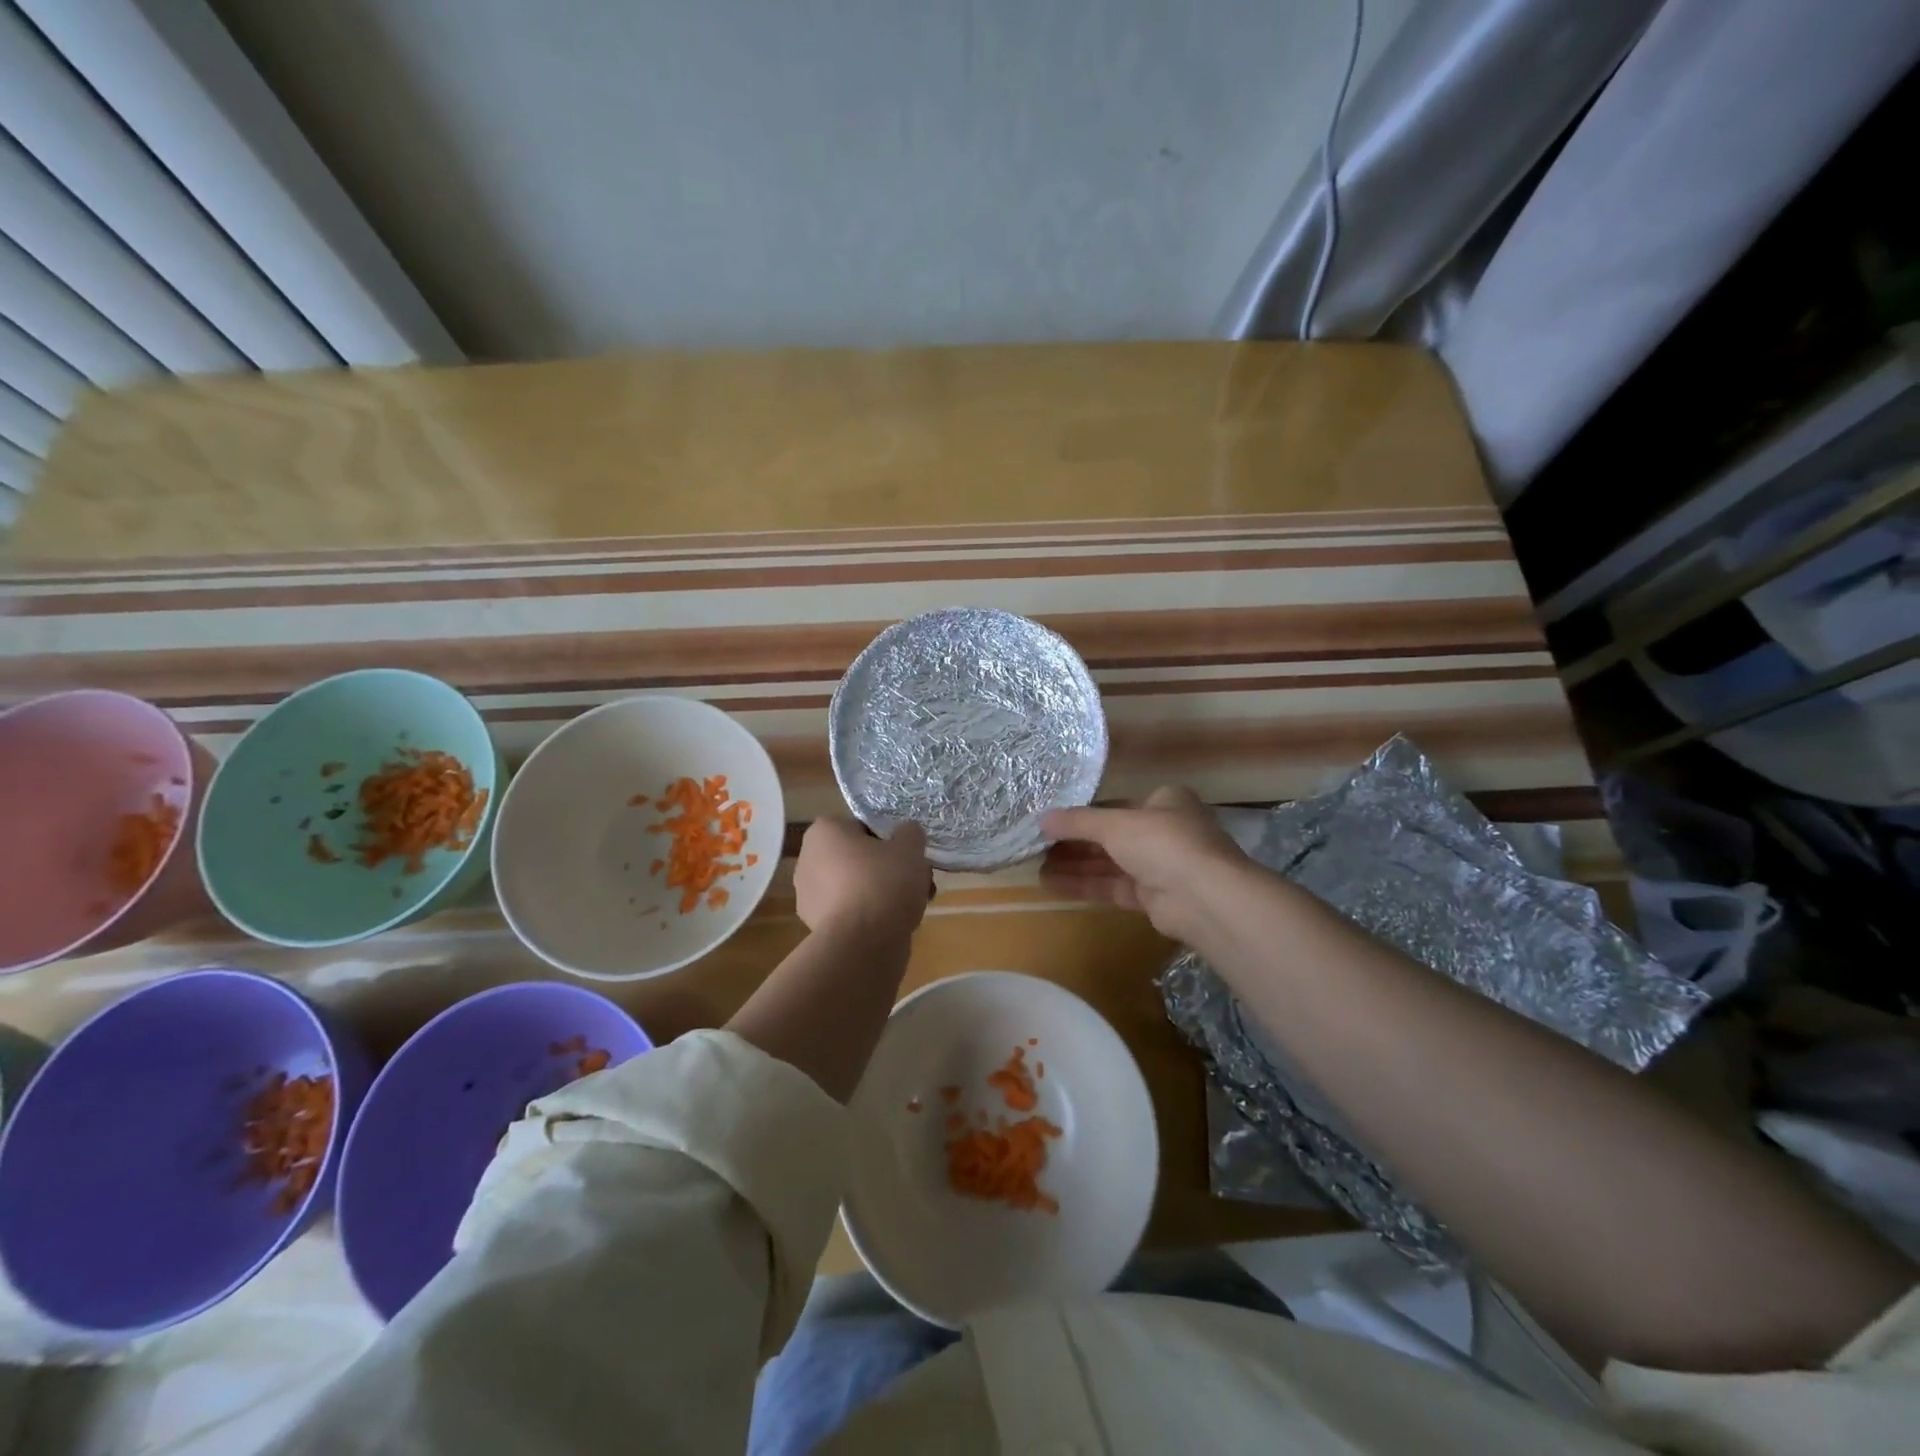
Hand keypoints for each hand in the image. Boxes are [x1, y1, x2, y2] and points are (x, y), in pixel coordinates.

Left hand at [794, 817, 931, 937]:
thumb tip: (906, 833)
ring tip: (912, 906)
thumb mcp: (910, 847)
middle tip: (914, 880)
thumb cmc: (883, 882)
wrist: (863, 943)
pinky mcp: (816, 926)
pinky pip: (849, 912)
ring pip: (855, 887)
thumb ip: (909, 833)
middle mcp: (808, 859)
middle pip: (858, 858)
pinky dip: (868, 916)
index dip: (888, 840)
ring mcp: (808, 896)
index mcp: (824, 831)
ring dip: (880, 893)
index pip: (862, 827)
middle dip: (885, 869)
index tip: (905, 855)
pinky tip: (893, 925)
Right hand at [1040, 786, 1247, 940]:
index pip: (1116, 805)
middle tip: (1038, 846)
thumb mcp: (1114, 823)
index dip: (1083, 814)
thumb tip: (1041, 818)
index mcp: (1165, 801)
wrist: (1203, 897)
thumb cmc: (1162, 842)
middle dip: (1074, 843)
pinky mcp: (1154, 898)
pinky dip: (1085, 885)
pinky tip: (1052, 885)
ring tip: (1036, 868)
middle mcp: (1164, 831)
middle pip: (1111, 836)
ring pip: (1110, 864)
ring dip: (1075, 866)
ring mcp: (1161, 866)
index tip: (1051, 821)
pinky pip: (1113, 887)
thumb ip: (1077, 821)